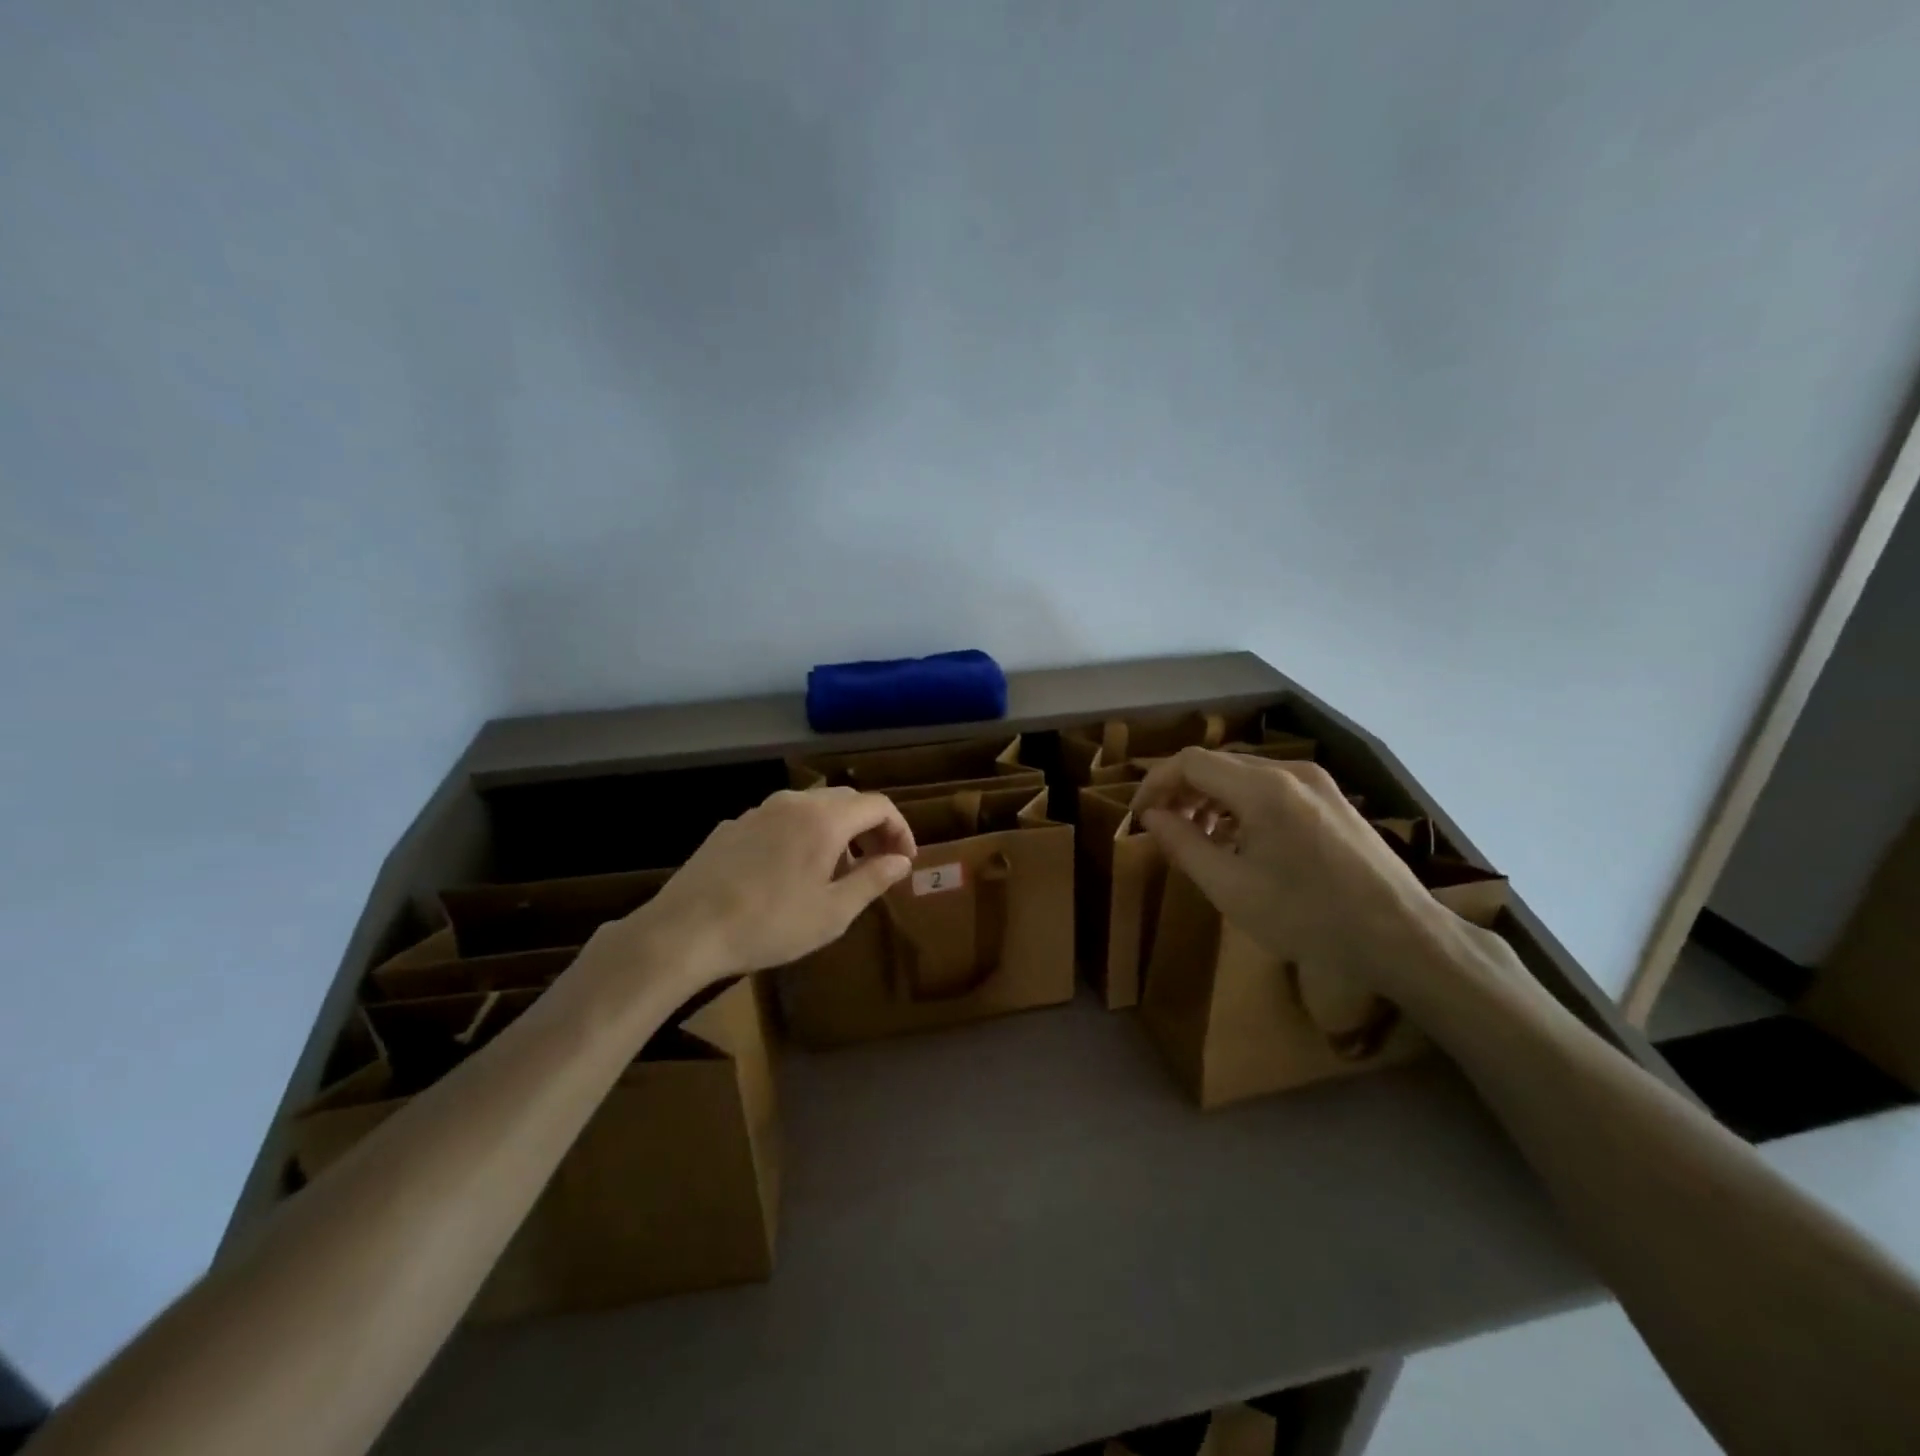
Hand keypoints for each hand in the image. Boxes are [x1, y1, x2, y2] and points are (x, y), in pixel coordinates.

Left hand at [624, 786, 917, 980]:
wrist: (685, 931)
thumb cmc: (769, 924)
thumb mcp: (832, 912)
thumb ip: (873, 880)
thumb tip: (901, 861)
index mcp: (824, 820)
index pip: (878, 805)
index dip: (900, 829)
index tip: (904, 861)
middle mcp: (793, 803)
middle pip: (845, 801)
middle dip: (869, 828)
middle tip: (876, 864)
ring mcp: (758, 811)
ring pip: (811, 808)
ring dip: (835, 831)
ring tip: (834, 871)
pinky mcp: (732, 826)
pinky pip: (780, 820)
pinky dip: (800, 835)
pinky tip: (788, 873)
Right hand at [1130, 748, 1451, 1009]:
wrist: (1401, 937)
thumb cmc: (1308, 917)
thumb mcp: (1230, 888)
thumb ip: (1183, 845)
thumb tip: (1151, 817)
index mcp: (1263, 788)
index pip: (1190, 763)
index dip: (1156, 784)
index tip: (1139, 817)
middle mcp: (1290, 771)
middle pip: (1218, 764)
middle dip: (1182, 791)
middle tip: (1164, 829)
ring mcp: (1317, 783)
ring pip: (1245, 774)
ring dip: (1211, 798)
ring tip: (1199, 838)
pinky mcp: (1332, 800)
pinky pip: (1272, 788)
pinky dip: (1242, 805)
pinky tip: (1241, 840)